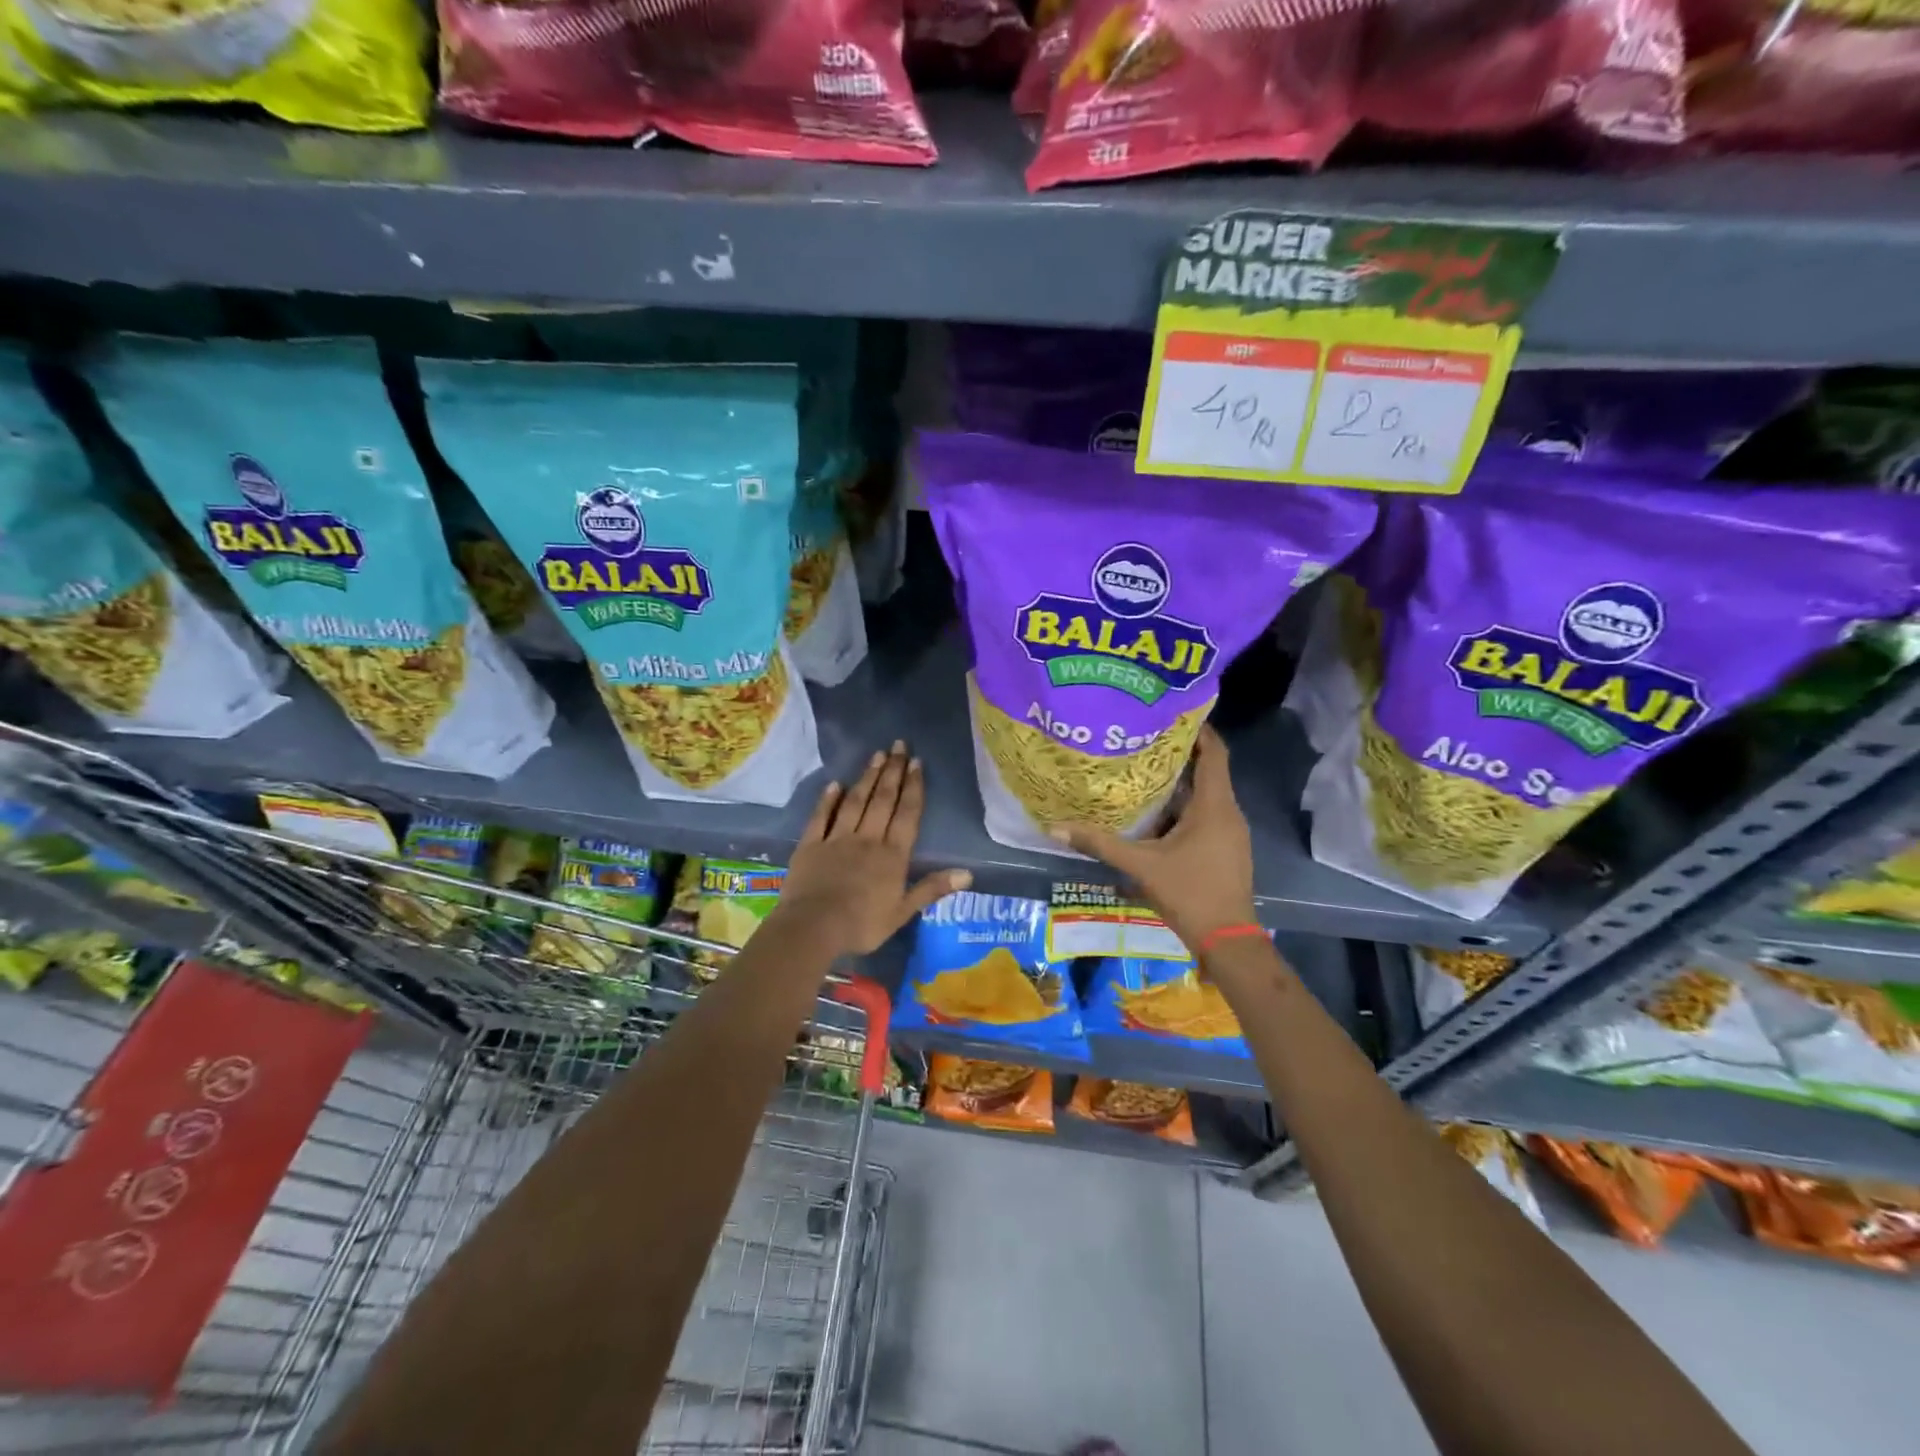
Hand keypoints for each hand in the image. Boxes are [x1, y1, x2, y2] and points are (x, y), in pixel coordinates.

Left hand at [777, 740, 971, 958]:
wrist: (813, 927)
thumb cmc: (862, 924)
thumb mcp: (903, 912)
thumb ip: (932, 889)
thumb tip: (968, 873)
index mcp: (892, 855)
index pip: (907, 814)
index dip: (913, 787)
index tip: (917, 762)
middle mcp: (867, 839)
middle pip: (882, 800)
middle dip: (893, 771)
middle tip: (899, 745)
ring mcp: (837, 839)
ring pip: (855, 802)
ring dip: (867, 777)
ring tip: (877, 755)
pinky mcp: (811, 845)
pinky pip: (821, 817)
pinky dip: (828, 799)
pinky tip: (835, 784)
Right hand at [1052, 724, 1256, 951]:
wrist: (1227, 940)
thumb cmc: (1189, 893)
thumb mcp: (1140, 866)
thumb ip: (1099, 843)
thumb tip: (1054, 827)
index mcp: (1214, 806)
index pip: (1214, 752)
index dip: (1198, 729)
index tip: (1171, 712)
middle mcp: (1228, 812)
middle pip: (1208, 771)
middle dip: (1178, 754)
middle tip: (1142, 738)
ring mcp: (1230, 832)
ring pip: (1205, 795)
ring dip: (1179, 783)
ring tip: (1142, 770)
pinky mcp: (1226, 849)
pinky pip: (1206, 815)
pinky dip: (1183, 807)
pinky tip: (1155, 814)